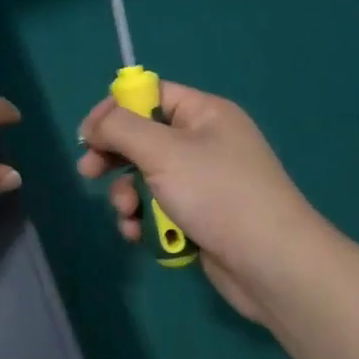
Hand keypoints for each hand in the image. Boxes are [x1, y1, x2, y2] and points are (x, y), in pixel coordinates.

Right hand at [76, 82, 331, 325]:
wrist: (271, 263)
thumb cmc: (216, 194)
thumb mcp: (162, 151)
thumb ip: (120, 128)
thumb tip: (94, 124)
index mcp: (204, 114)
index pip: (151, 96)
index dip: (115, 110)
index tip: (88, 134)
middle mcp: (205, 142)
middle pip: (143, 138)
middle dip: (113, 158)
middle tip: (88, 173)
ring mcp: (203, 182)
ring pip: (146, 177)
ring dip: (127, 195)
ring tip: (127, 214)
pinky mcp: (200, 216)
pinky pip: (159, 207)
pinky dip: (144, 219)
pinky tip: (138, 235)